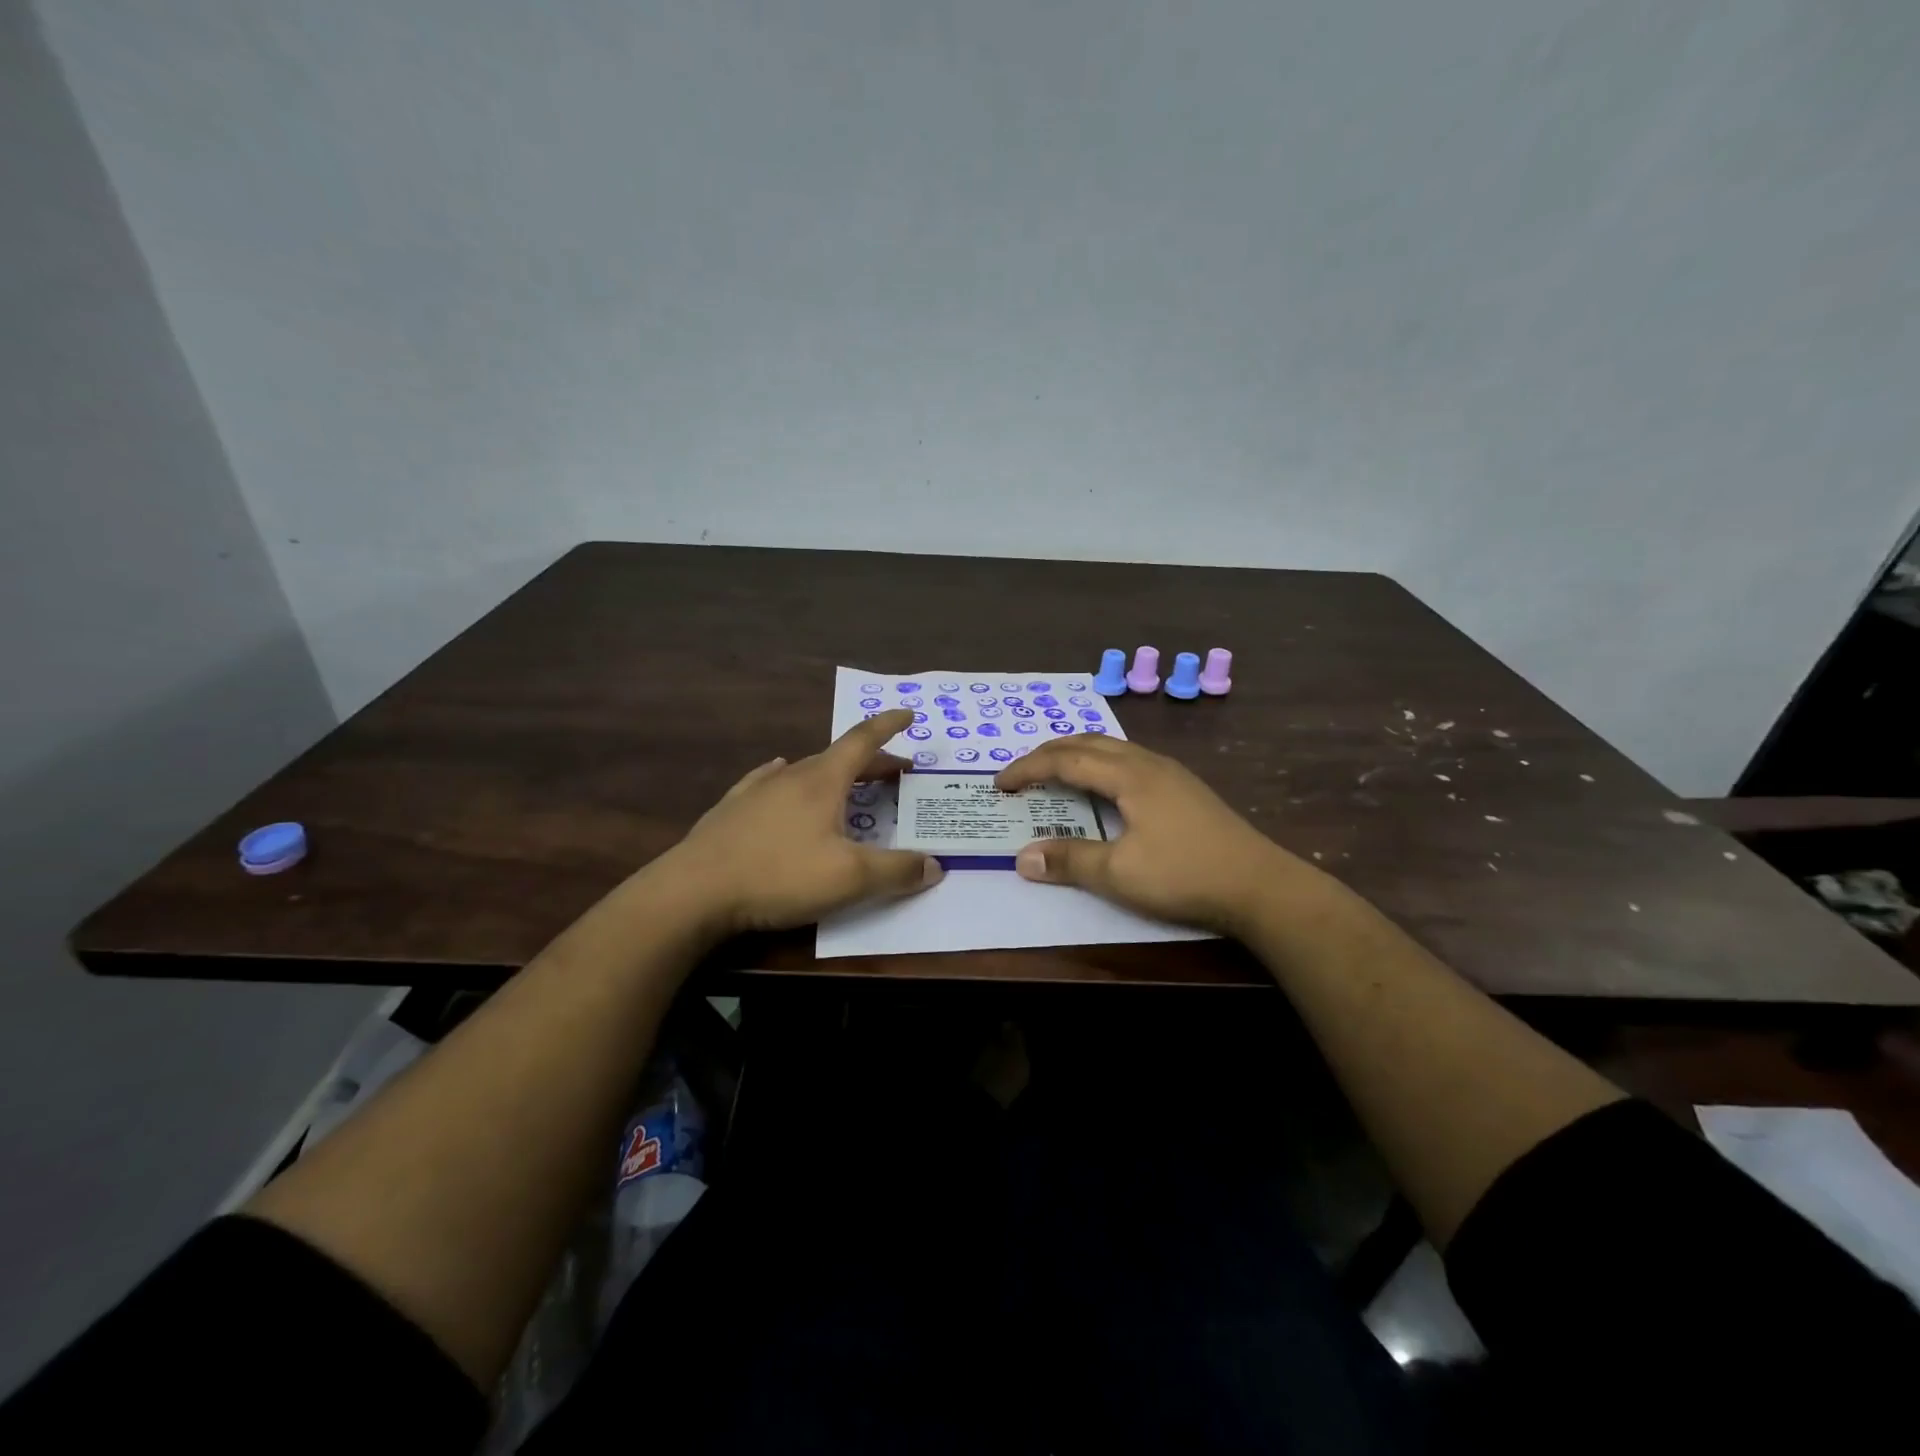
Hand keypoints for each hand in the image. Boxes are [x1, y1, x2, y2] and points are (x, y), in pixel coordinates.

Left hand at [658, 709, 942, 934]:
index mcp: (823, 781)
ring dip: (834, 774)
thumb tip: (935, 865)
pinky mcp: (731, 811)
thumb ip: (896, 871)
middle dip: (873, 762)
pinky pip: (767, 783)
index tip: (908, 714)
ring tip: (847, 784)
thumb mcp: (849, 878)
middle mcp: (790, 776)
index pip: (863, 741)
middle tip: (897, 772)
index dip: (889, 726)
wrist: (693, 891)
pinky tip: (776, 777)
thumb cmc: (779, 876)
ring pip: (804, 771)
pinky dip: (787, 779)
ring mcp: (756, 791)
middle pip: (839, 758)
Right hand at [992, 735, 1315, 935]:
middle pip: (1088, 743)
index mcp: (1129, 775)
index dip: (1028, 768)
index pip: (1065, 760)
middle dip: (1049, 752)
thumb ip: (1070, 861)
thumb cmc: (1185, 875)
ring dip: (1076, 754)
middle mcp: (1148, 763)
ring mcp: (1171, 773)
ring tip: (1055, 773)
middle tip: (1021, 772)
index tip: (1000, 783)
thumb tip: (1022, 858)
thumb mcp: (1120, 874)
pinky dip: (1100, 764)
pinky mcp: (1185, 788)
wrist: (1260, 885)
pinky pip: (1129, 760)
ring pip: (1112, 748)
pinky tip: (1104, 787)